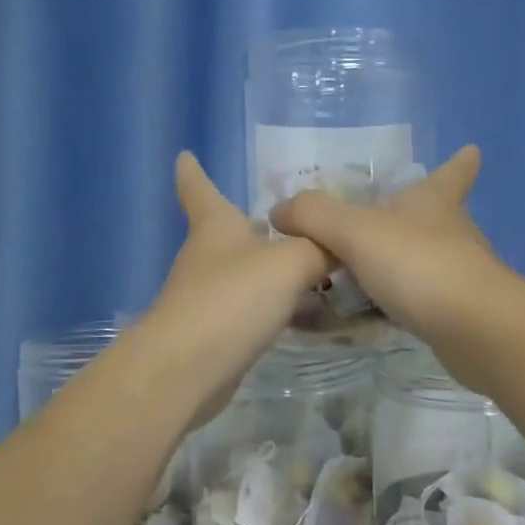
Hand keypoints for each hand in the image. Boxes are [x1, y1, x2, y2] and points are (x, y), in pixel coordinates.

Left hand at [143, 152, 331, 425]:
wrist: (188, 369)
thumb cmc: (234, 298)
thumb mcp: (291, 262)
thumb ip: (321, 248)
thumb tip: (340, 244)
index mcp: (216, 226)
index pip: (199, 189)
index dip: (193, 172)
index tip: (184, 155)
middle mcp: (207, 257)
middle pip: (229, 232)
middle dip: (256, 225)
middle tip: (293, 219)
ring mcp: (208, 297)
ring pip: (247, 274)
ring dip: (273, 270)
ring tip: (316, 267)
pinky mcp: (217, 334)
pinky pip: (254, 310)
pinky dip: (278, 306)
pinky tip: (307, 313)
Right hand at [269, 146, 508, 346]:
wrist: (475, 329)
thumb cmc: (419, 265)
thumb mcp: (355, 232)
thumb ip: (314, 216)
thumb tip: (280, 210)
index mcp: (434, 201)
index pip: (453, 172)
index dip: (459, 163)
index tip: (471, 151)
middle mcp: (452, 232)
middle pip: (440, 215)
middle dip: (418, 214)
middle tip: (386, 218)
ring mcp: (459, 274)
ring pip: (429, 259)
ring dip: (405, 261)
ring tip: (368, 269)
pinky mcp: (457, 312)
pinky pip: (421, 299)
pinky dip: (401, 300)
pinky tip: (377, 312)